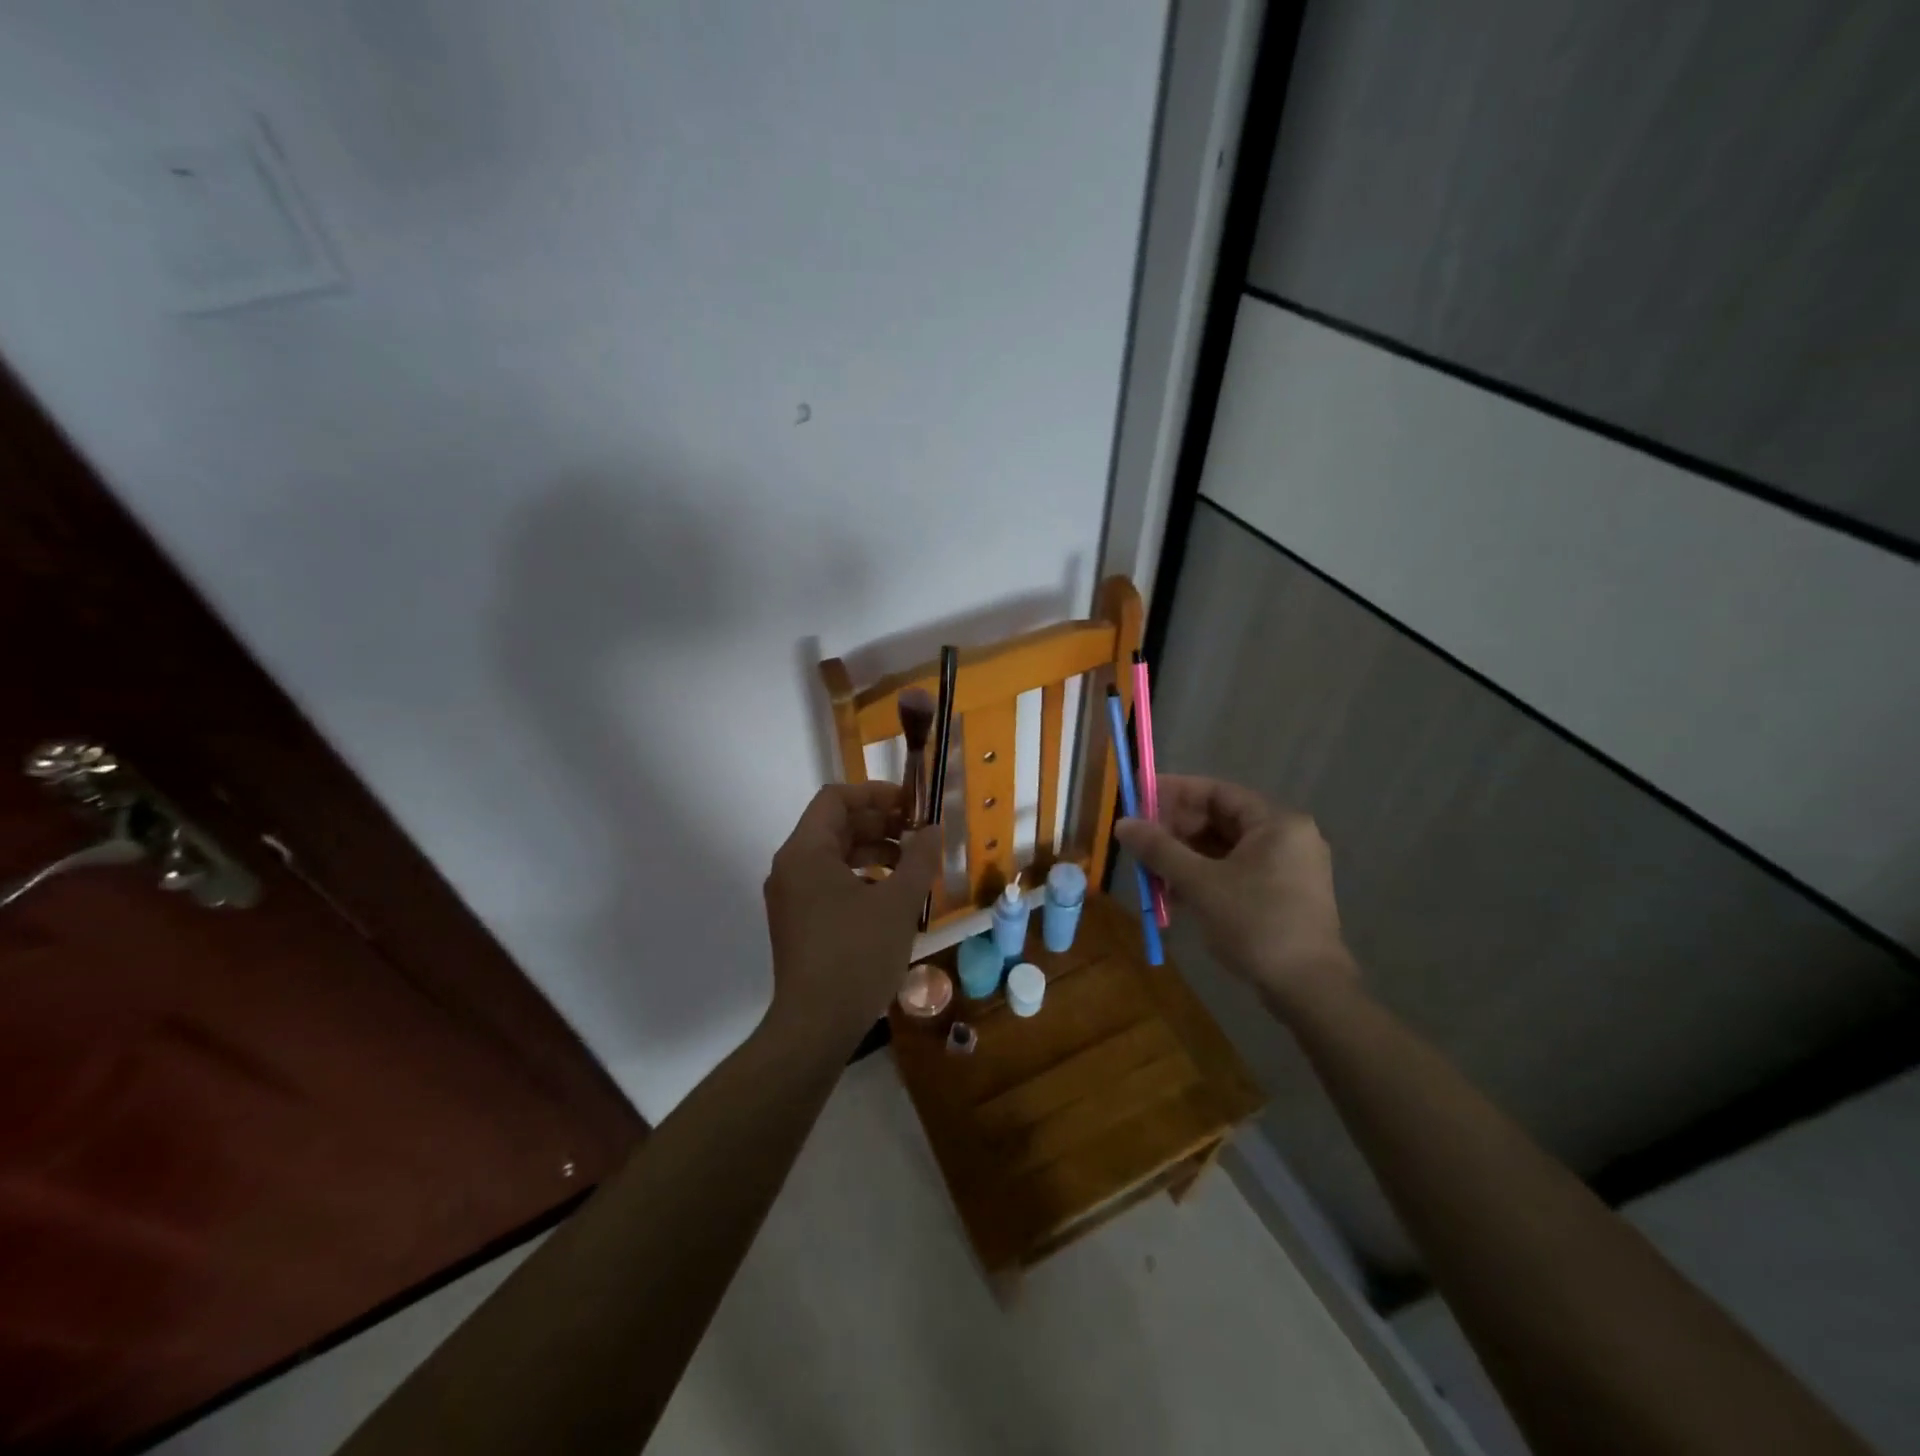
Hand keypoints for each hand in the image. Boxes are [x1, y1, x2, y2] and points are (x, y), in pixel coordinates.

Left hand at [762, 782, 941, 1044]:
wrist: (815, 1026)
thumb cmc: (857, 954)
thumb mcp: (898, 902)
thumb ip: (919, 858)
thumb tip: (933, 829)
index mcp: (806, 851)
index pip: (836, 798)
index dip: (876, 794)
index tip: (911, 807)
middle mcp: (791, 867)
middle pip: (835, 826)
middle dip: (880, 825)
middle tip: (919, 835)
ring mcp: (791, 898)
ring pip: (834, 857)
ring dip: (874, 853)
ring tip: (912, 867)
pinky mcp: (797, 923)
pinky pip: (829, 884)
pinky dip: (861, 879)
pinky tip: (891, 897)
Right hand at [1113, 775, 1355, 1013]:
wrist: (1308, 989)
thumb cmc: (1256, 924)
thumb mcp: (1200, 883)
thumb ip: (1160, 849)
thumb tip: (1123, 823)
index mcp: (1276, 822)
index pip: (1217, 791)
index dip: (1175, 793)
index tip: (1139, 800)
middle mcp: (1286, 836)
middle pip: (1221, 819)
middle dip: (1177, 830)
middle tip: (1141, 842)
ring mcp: (1288, 867)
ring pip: (1225, 849)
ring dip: (1186, 857)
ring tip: (1150, 872)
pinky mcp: (1283, 894)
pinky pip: (1236, 871)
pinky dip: (1205, 877)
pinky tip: (1174, 895)